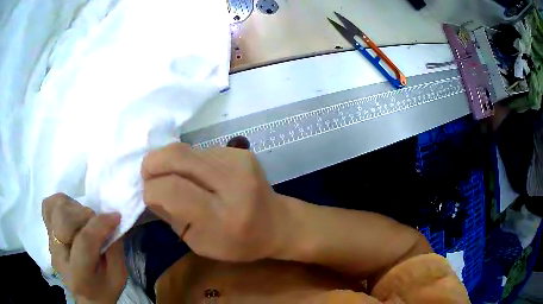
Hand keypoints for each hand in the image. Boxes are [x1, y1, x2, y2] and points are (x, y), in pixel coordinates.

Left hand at [42, 193, 126, 303]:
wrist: (86, 296)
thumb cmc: (104, 289)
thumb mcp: (118, 277)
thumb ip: (115, 249)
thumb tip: (113, 222)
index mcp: (78, 276)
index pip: (84, 242)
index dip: (101, 224)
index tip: (116, 217)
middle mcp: (58, 257)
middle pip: (64, 220)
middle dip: (86, 215)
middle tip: (98, 223)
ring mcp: (49, 242)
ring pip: (56, 208)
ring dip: (75, 208)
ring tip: (85, 220)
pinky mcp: (47, 232)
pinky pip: (48, 206)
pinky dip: (60, 202)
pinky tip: (71, 212)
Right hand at [141, 142, 290, 261]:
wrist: (277, 224)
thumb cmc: (238, 243)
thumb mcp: (199, 244)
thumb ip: (171, 216)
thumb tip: (150, 189)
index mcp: (221, 216)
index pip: (171, 190)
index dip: (151, 190)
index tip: (149, 195)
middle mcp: (232, 182)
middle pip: (176, 156)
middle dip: (152, 164)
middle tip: (147, 175)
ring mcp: (238, 161)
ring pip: (185, 149)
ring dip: (170, 162)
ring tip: (173, 177)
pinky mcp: (241, 151)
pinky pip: (200, 149)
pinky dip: (188, 161)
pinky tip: (195, 175)